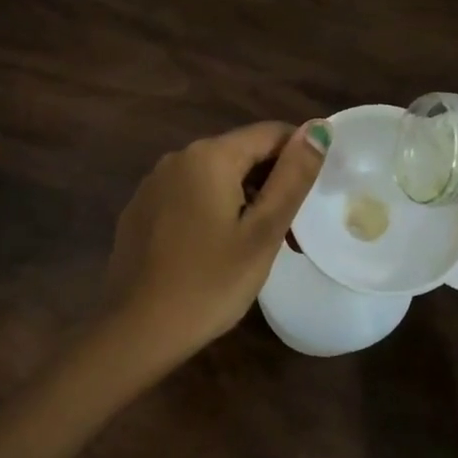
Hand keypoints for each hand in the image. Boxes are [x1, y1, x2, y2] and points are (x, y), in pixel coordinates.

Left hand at [102, 119, 329, 366]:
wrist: (138, 329)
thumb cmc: (210, 283)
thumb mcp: (263, 232)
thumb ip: (292, 177)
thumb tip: (318, 128)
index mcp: (209, 156)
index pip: (270, 133)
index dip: (299, 157)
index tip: (312, 198)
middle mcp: (176, 158)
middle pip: (240, 155)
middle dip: (271, 185)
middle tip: (290, 235)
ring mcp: (152, 185)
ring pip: (213, 178)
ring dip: (243, 202)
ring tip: (258, 249)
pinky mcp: (139, 211)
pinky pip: (186, 198)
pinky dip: (210, 213)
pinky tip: (215, 252)